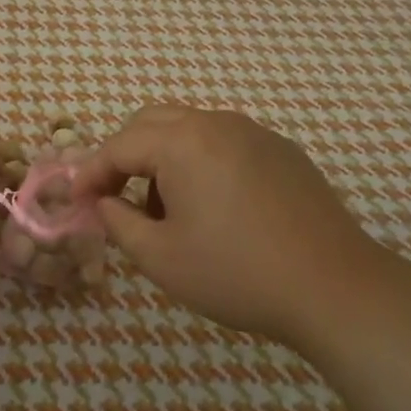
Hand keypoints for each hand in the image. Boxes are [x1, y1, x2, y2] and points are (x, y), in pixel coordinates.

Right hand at [75, 104, 393, 345]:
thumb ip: (118, 223)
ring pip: (190, 130)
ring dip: (163, 158)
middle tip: (113, 197)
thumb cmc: (236, 273)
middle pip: (152, 122)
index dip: (91, 173)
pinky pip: (225, 144)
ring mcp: (255, 133)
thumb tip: (106, 203)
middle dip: (124, 155)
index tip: (77, 202)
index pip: (119, 145)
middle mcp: (217, 123)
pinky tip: (214, 208)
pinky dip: (201, 163)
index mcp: (182, 141)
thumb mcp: (160, 257)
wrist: (334, 287)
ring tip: (166, 210)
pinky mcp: (283, 151)